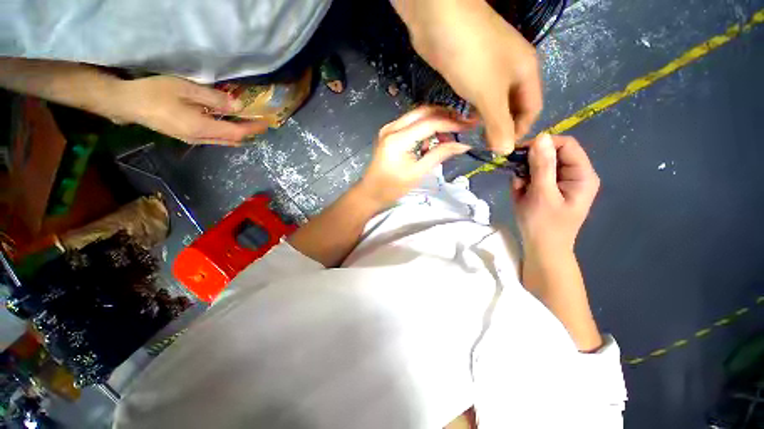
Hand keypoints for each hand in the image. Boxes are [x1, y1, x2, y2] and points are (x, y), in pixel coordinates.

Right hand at [109, 76, 267, 144]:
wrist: (126, 103)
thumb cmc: (154, 92)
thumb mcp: (186, 89)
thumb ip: (214, 99)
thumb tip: (238, 106)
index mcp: (202, 128)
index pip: (237, 132)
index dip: (253, 128)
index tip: (266, 123)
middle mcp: (201, 138)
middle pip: (232, 139)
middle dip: (249, 132)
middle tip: (259, 123)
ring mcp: (193, 140)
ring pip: (224, 140)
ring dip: (238, 133)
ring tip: (248, 124)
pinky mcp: (187, 137)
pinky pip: (214, 138)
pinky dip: (226, 132)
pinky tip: (228, 124)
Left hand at [356, 105, 475, 206]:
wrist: (370, 192)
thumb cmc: (392, 187)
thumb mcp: (417, 173)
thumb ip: (439, 155)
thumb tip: (463, 145)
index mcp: (397, 139)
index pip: (429, 123)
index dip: (451, 123)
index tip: (469, 126)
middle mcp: (392, 127)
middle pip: (423, 112)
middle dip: (445, 116)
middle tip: (462, 125)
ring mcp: (389, 129)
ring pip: (417, 116)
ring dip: (435, 122)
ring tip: (447, 137)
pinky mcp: (389, 133)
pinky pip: (411, 124)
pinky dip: (424, 128)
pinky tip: (430, 142)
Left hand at [395, 0, 542, 152]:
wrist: (439, 19)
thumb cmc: (472, 56)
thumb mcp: (490, 94)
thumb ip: (499, 124)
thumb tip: (506, 151)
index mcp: (526, 72)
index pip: (532, 109)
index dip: (519, 131)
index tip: (501, 149)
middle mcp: (512, 69)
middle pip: (513, 106)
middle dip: (502, 127)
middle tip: (485, 146)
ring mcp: (490, 67)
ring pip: (494, 101)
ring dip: (487, 120)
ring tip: (475, 137)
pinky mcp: (470, 67)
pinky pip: (478, 94)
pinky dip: (474, 109)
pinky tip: (465, 119)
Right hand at [512, 134, 599, 255]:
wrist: (541, 249)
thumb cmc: (543, 224)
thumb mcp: (541, 194)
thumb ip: (542, 166)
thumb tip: (541, 137)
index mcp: (582, 175)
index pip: (565, 145)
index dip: (542, 144)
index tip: (518, 152)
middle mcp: (574, 175)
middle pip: (552, 154)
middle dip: (530, 164)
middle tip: (516, 177)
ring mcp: (562, 182)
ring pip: (540, 166)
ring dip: (525, 175)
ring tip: (519, 190)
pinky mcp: (550, 189)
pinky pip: (535, 177)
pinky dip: (524, 183)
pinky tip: (520, 194)